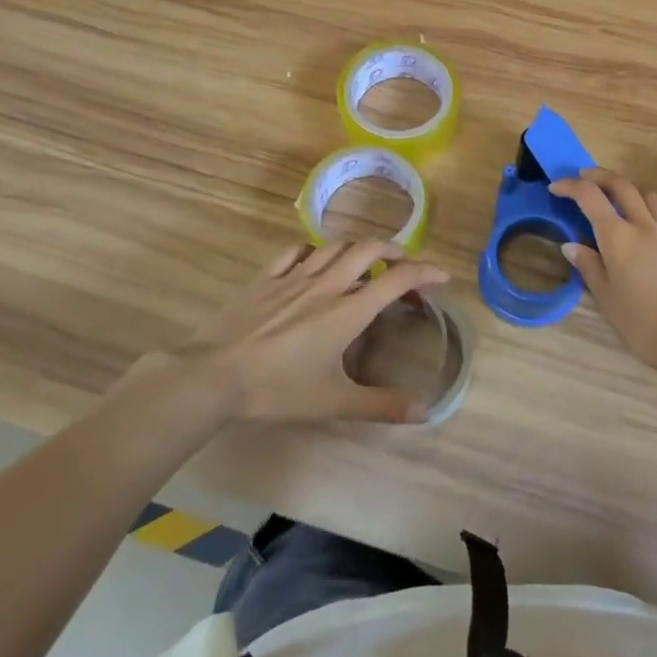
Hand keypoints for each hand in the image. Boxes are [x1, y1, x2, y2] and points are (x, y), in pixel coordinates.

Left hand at [206, 240, 450, 423]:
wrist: (215, 377)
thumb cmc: (278, 390)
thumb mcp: (334, 402)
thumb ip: (381, 405)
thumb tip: (426, 410)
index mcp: (347, 311)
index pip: (396, 279)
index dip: (424, 272)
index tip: (441, 276)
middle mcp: (326, 284)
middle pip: (367, 249)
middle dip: (393, 250)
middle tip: (404, 264)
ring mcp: (292, 277)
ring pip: (333, 245)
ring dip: (355, 248)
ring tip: (363, 261)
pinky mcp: (264, 278)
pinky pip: (293, 251)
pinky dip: (312, 250)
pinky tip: (312, 260)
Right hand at [550, 167, 656, 374]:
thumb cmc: (642, 323)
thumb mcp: (606, 298)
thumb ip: (589, 266)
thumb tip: (571, 246)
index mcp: (618, 237)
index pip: (590, 197)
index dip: (570, 187)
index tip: (556, 188)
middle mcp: (644, 226)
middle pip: (622, 186)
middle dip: (600, 176)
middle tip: (585, 178)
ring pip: (650, 196)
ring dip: (631, 190)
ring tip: (621, 199)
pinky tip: (655, 224)